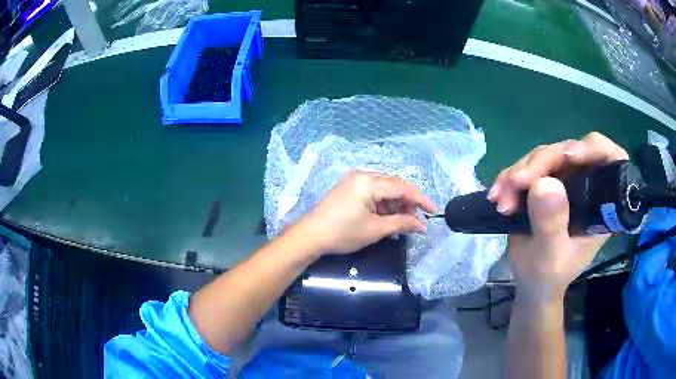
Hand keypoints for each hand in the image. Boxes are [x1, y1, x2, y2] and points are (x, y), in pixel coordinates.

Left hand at [303, 170, 435, 254]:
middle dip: (407, 203)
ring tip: (400, 224)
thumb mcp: (375, 230)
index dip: (420, 199)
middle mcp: (362, 175)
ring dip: (395, 205)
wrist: (311, 236)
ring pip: (384, 189)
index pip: (402, 187)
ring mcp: (354, 179)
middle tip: (415, 221)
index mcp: (368, 182)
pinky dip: (383, 205)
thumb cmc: (342, 233)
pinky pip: (373, 192)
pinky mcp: (349, 187)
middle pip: (394, 185)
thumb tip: (422, 226)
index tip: (433, 211)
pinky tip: (387, 220)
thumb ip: (402, 223)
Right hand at [488, 132, 628, 303]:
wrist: (531, 283)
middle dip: (541, 163)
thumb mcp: (551, 257)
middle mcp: (586, 185)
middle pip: (569, 152)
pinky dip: (510, 177)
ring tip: (501, 201)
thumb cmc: (549, 276)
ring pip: (545, 156)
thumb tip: (544, 183)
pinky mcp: (546, 182)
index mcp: (601, 203)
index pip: (608, 160)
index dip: (593, 149)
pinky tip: (497, 195)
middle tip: (516, 183)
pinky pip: (528, 166)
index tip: (569, 156)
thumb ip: (552, 224)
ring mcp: (565, 181)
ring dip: (519, 172)